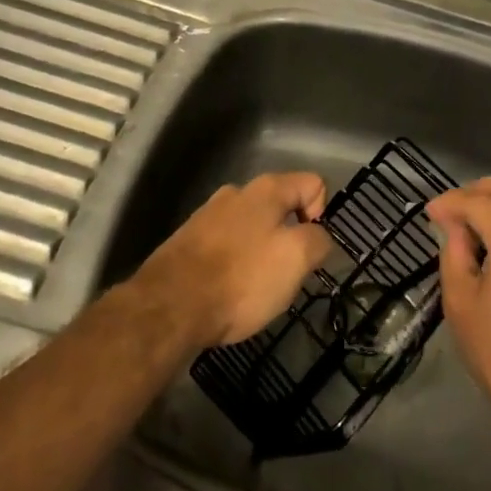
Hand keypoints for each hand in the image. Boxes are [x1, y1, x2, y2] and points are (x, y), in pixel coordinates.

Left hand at [135, 172, 330, 347]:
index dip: (321, 215)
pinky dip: (234, 264)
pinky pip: (225, 246)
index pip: (313, 183)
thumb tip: (317, 236)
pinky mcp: (187, 241)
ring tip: (254, 288)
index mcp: (266, 189)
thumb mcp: (296, 259)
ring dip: (260, 252)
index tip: (308, 250)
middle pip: (281, 205)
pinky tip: (227, 291)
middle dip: (289, 237)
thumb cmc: (241, 278)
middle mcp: (236, 193)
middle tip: (285, 274)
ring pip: (252, 227)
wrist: (169, 306)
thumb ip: (318, 240)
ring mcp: (208, 215)